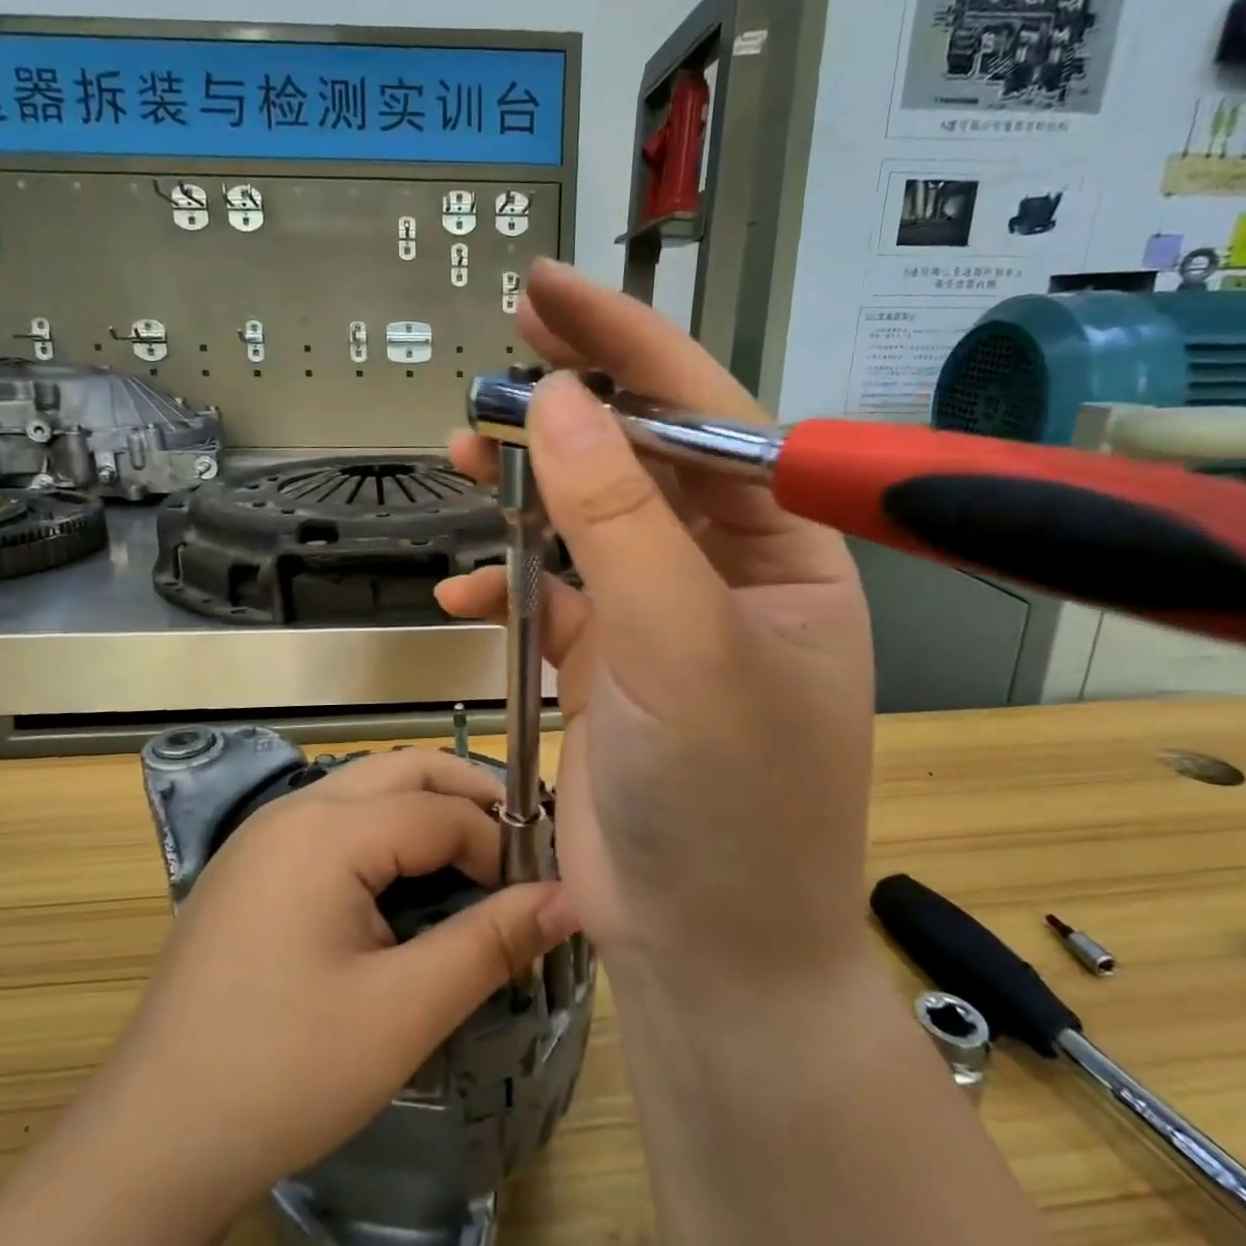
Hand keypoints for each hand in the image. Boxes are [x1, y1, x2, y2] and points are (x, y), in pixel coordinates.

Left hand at [111, 748, 577, 1209]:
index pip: (440, 811)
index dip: (498, 847)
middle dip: (468, 796)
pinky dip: (384, 828)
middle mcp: (293, 809)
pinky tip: (400, 881)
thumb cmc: (285, 1072)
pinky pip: (335, 816)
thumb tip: (570, 899)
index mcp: (326, 831)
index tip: (534, 895)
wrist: (153, 1138)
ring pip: (367, 786)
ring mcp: (264, 832)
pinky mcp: (251, 863)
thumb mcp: (403, 1012)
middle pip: (404, 770)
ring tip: (471, 859)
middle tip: (517, 849)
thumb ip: (491, 944)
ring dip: (426, 807)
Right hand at [438, 261, 877, 992]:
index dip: (628, 346)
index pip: (706, 416)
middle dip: (571, 408)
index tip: (549, 293)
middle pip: (643, 457)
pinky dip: (510, 580)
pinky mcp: (611, 665)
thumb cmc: (727, 804)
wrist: (707, 952)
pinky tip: (467, 584)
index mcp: (782, 551)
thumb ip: (621, 523)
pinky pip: (556, 593)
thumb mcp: (681, 648)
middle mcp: (727, 571)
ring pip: (590, 520)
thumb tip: (557, 401)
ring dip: (529, 490)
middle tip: (497, 358)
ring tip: (464, 457)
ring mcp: (663, 618)